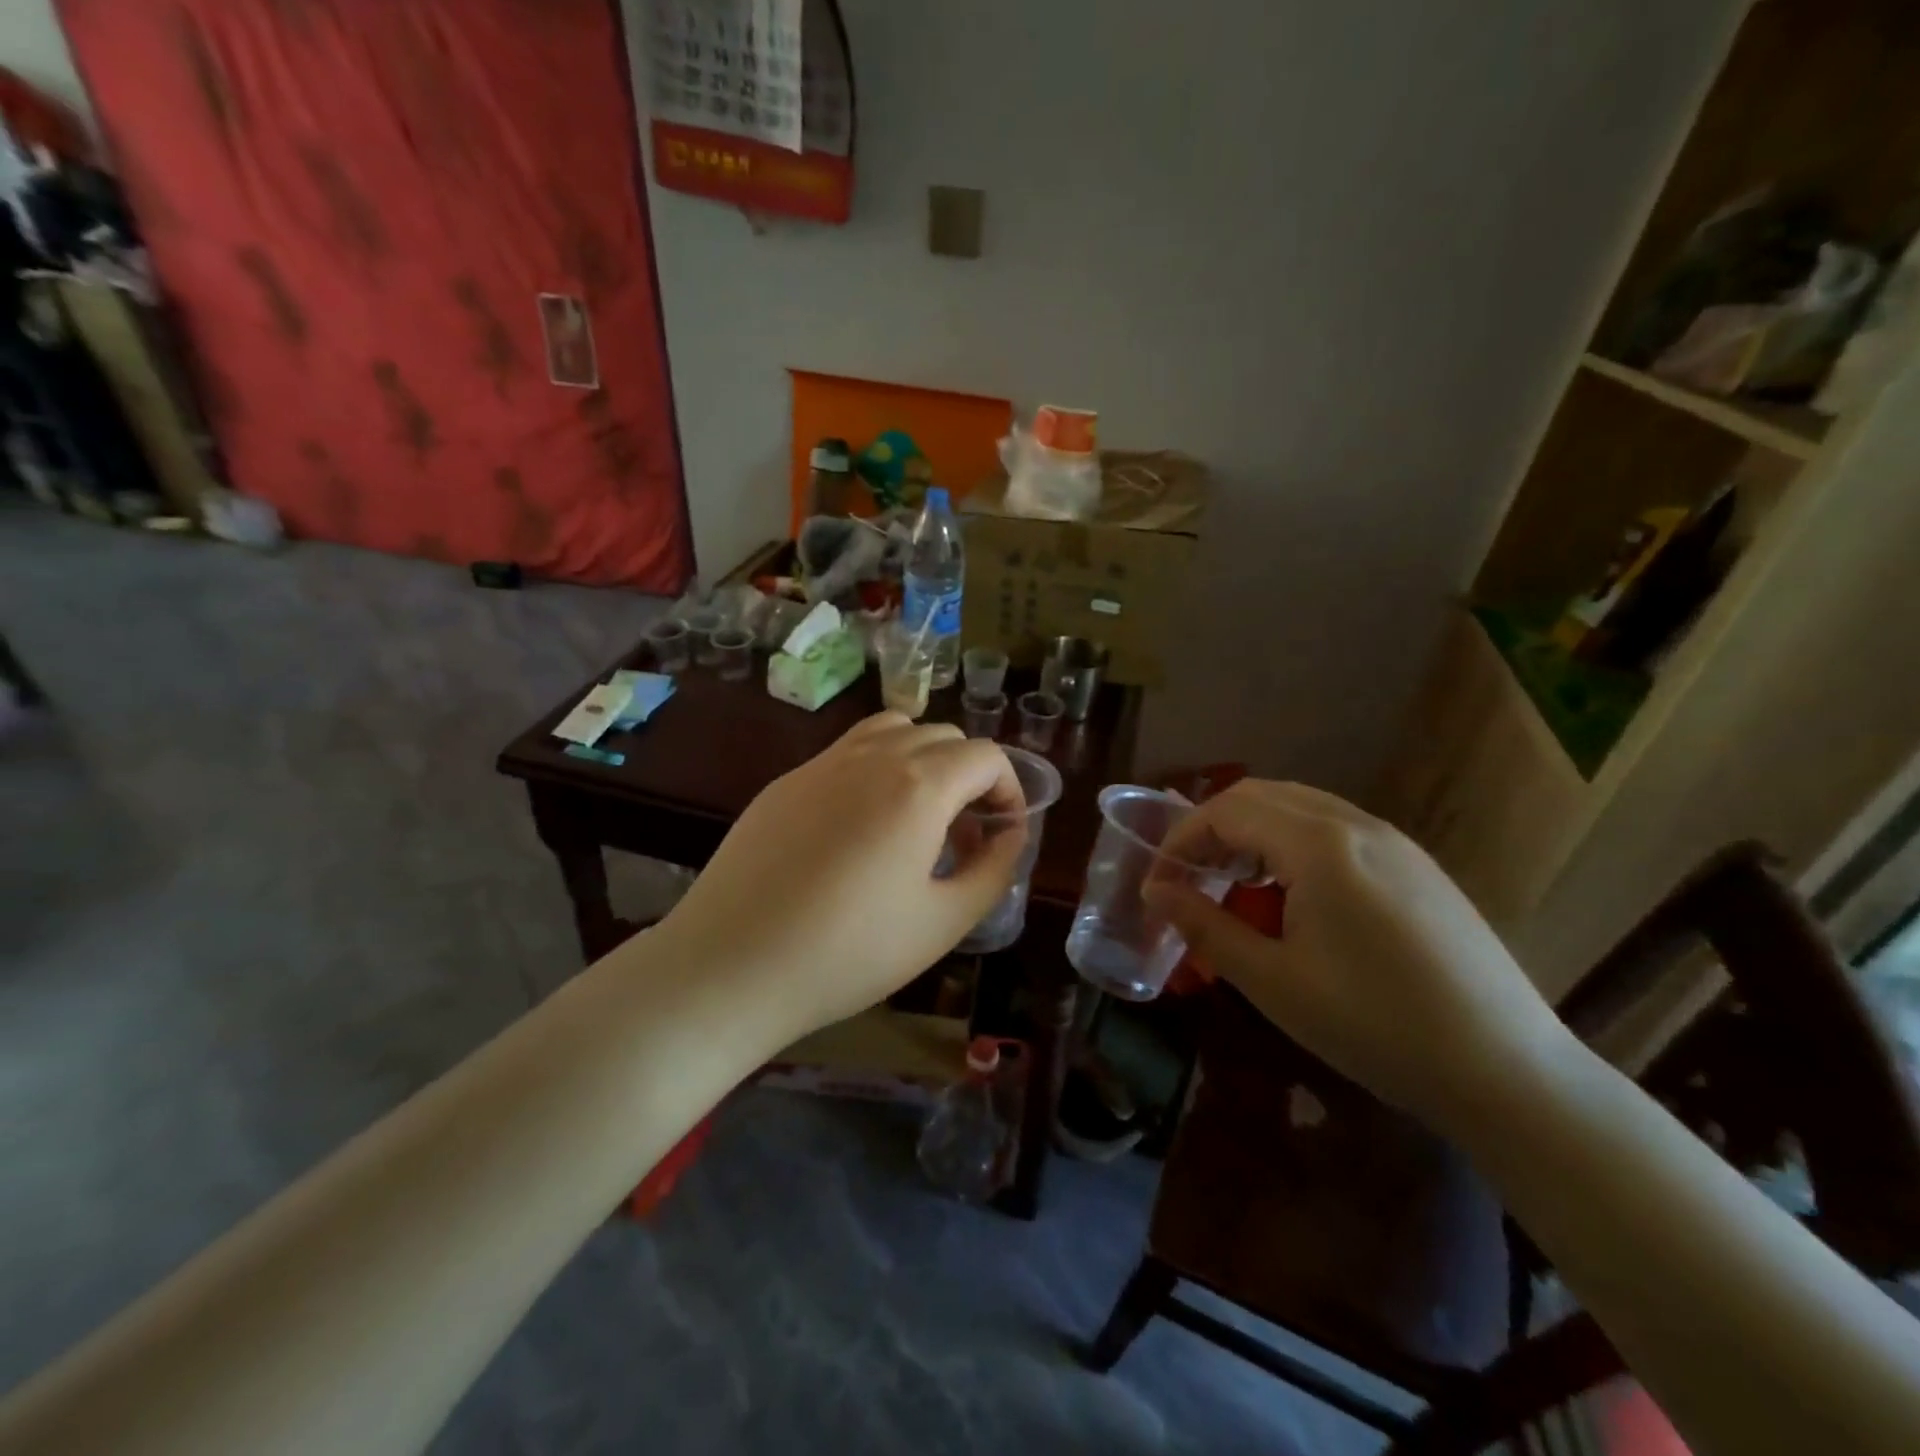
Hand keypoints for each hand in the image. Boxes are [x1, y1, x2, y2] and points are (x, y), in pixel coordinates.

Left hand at [653, 712, 1026, 1042]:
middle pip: (943, 736)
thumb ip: (993, 870)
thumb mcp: (943, 923)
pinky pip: (847, 752)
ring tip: (917, 815)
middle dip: (969, 776)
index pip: (985, 755)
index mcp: (918, 786)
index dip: (1008, 788)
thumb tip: (1010, 834)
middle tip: (963, 834)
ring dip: (922, 759)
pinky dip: (876, 768)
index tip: (1003, 832)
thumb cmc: (849, 953)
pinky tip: (859, 828)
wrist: (731, 966)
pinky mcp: (786, 781)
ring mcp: (822, 763)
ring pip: (893, 729)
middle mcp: (873, 757)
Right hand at [1148, 781, 1577, 1127]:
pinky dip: (1293, 842)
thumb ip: (1205, 925)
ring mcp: (1395, 841)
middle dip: (1212, 828)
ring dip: (1253, 832)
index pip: (1226, 812)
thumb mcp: (1273, 981)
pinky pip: (1337, 828)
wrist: (1507, 1071)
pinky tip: (1295, 895)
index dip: (1180, 841)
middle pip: (1261, 796)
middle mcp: (1357, 824)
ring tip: (1234, 883)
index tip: (1157, 884)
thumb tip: (1155, 892)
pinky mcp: (1418, 864)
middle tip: (1189, 878)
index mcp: (1319, 845)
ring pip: (1301, 806)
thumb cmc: (1375, 1026)